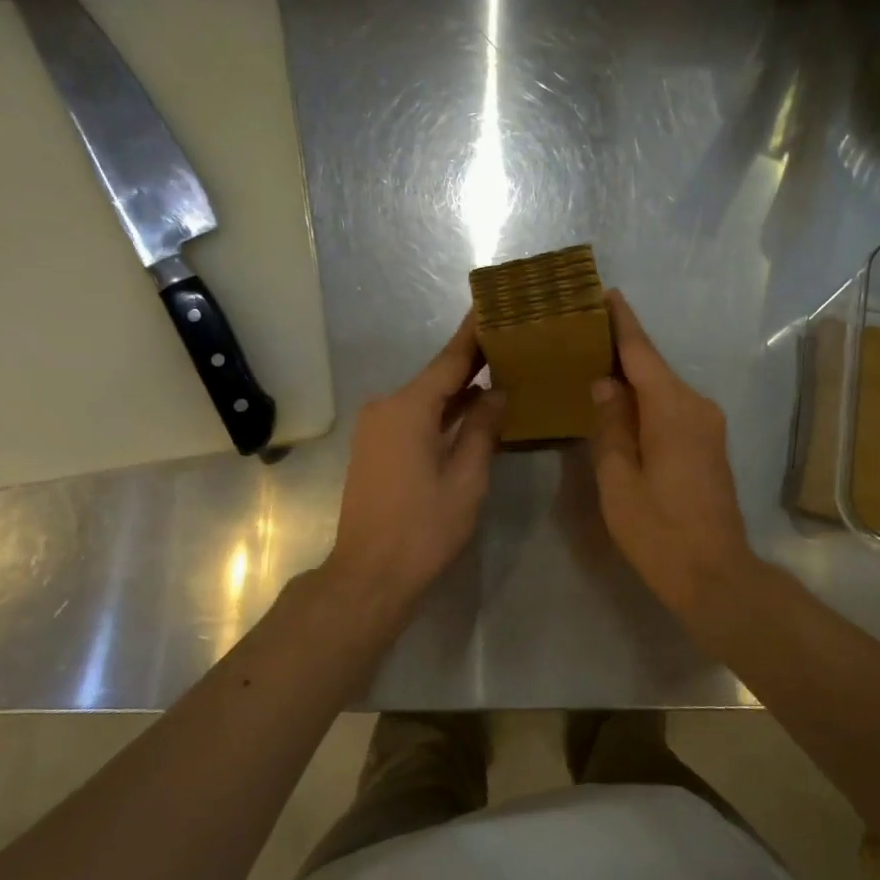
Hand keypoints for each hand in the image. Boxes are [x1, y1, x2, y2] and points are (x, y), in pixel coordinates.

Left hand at [324, 315, 504, 621]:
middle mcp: (386, 407)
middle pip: (436, 377)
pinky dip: (441, 412)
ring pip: (424, 398)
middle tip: (510, 341)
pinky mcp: (374, 447)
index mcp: (408, 408)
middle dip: (472, 361)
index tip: (493, 305)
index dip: (474, 334)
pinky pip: (413, 417)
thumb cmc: (423, 529)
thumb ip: (482, 430)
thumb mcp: (466, 479)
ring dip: (458, 389)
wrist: (369, 574)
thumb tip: (497, 393)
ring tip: (500, 370)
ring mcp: (375, 427)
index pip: (449, 360)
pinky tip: (471, 409)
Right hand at [588, 290, 756, 622]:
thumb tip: (604, 383)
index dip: (621, 322)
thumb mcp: (620, 480)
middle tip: (580, 331)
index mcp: (673, 409)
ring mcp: (707, 425)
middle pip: (653, 367)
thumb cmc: (659, 531)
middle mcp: (696, 406)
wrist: (714, 574)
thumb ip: (610, 425)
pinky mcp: (708, 443)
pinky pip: (670, 408)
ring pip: (662, 388)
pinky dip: (644, 400)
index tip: (603, 292)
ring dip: (631, 376)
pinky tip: (618, 403)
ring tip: (591, 364)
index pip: (642, 353)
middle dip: (620, 347)